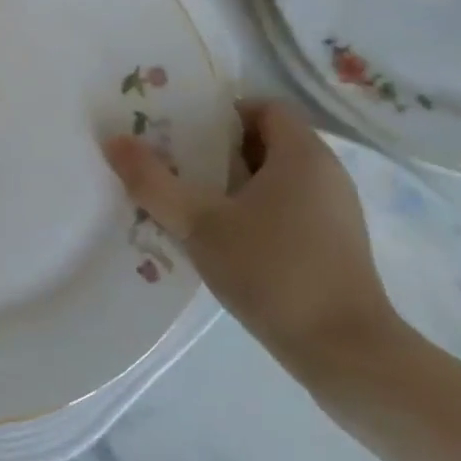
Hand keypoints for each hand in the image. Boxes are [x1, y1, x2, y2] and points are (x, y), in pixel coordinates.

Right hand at [103, 100, 403, 378]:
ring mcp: (334, 212)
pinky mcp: (333, 245)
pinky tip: (220, 239)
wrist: (346, 353)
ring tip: (186, 202)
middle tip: (170, 164)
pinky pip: (285, 208)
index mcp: (302, 155)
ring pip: (273, 179)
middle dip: (215, 149)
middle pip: (263, 142)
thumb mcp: (199, 224)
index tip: (180, 132)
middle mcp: (325, 174)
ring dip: (230, 184)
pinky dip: (252, 211)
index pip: (263, 107)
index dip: (220, 113)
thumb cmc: (273, 272)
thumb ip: (153, 181)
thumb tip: (113, 141)